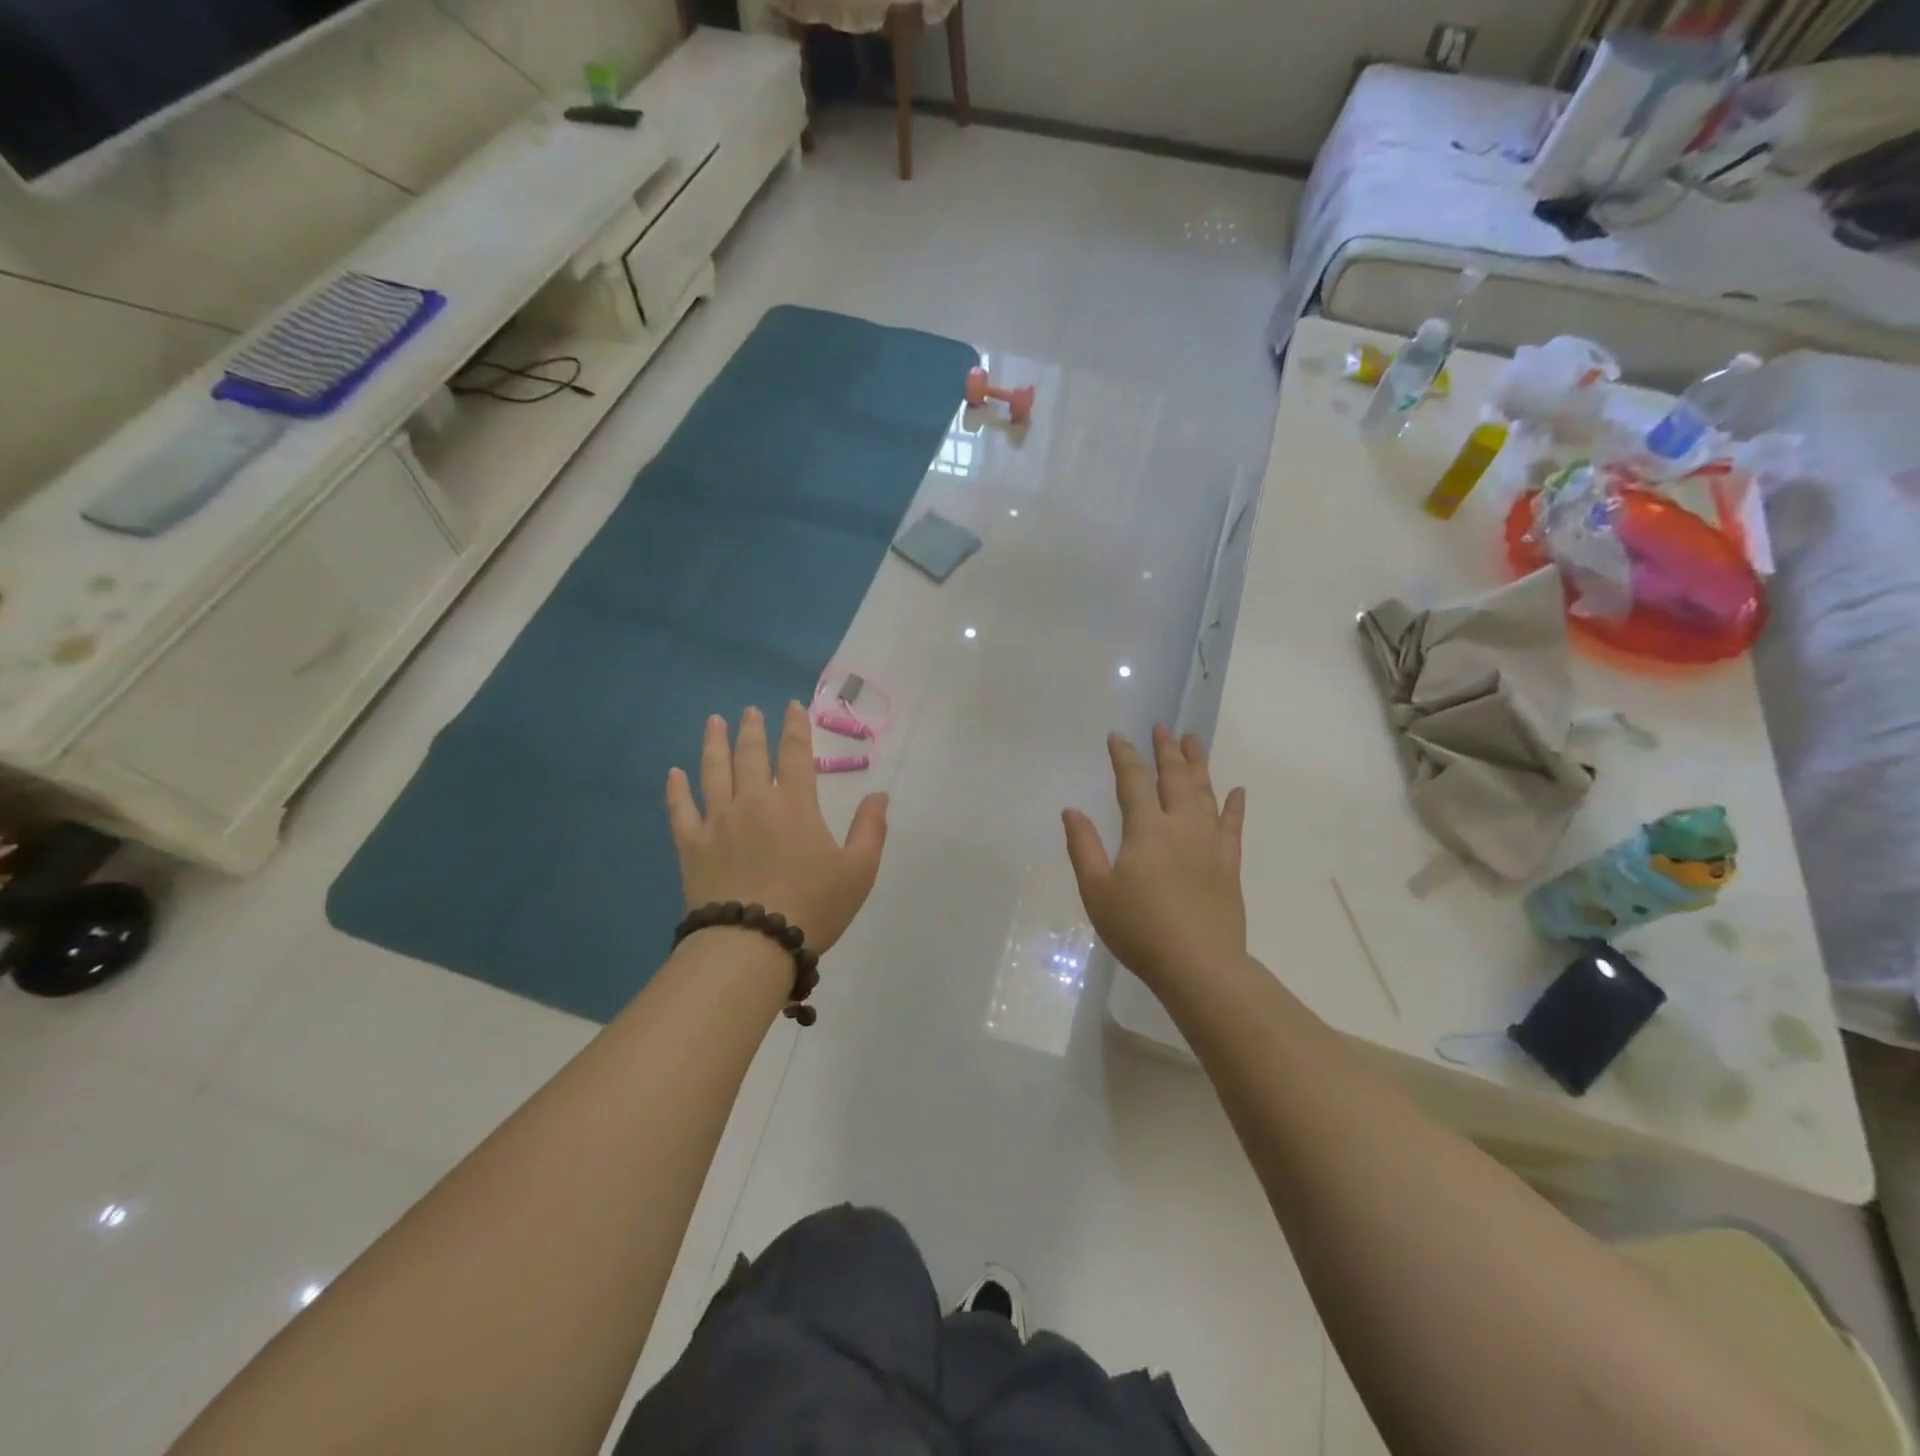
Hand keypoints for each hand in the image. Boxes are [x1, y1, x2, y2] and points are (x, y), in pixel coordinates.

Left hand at [666, 704, 888, 952]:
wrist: (752, 944)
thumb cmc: (813, 905)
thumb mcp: (859, 870)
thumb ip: (871, 829)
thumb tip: (880, 794)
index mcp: (794, 804)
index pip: (795, 754)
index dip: (795, 727)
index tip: (791, 706)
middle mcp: (753, 802)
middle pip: (750, 756)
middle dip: (752, 730)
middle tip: (749, 711)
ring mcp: (718, 822)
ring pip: (713, 773)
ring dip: (714, 744)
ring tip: (714, 722)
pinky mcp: (692, 846)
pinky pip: (681, 810)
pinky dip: (677, 790)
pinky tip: (674, 774)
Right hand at [1064, 726, 1246, 991]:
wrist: (1199, 966)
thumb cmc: (1140, 930)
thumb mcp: (1097, 891)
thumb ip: (1084, 847)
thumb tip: (1072, 811)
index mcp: (1146, 830)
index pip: (1133, 782)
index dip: (1124, 756)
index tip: (1118, 736)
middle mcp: (1181, 826)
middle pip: (1175, 778)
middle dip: (1167, 750)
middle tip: (1163, 727)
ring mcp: (1210, 844)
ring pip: (1205, 793)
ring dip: (1199, 764)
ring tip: (1194, 740)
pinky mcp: (1229, 864)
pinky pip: (1233, 826)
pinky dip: (1234, 806)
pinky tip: (1237, 790)